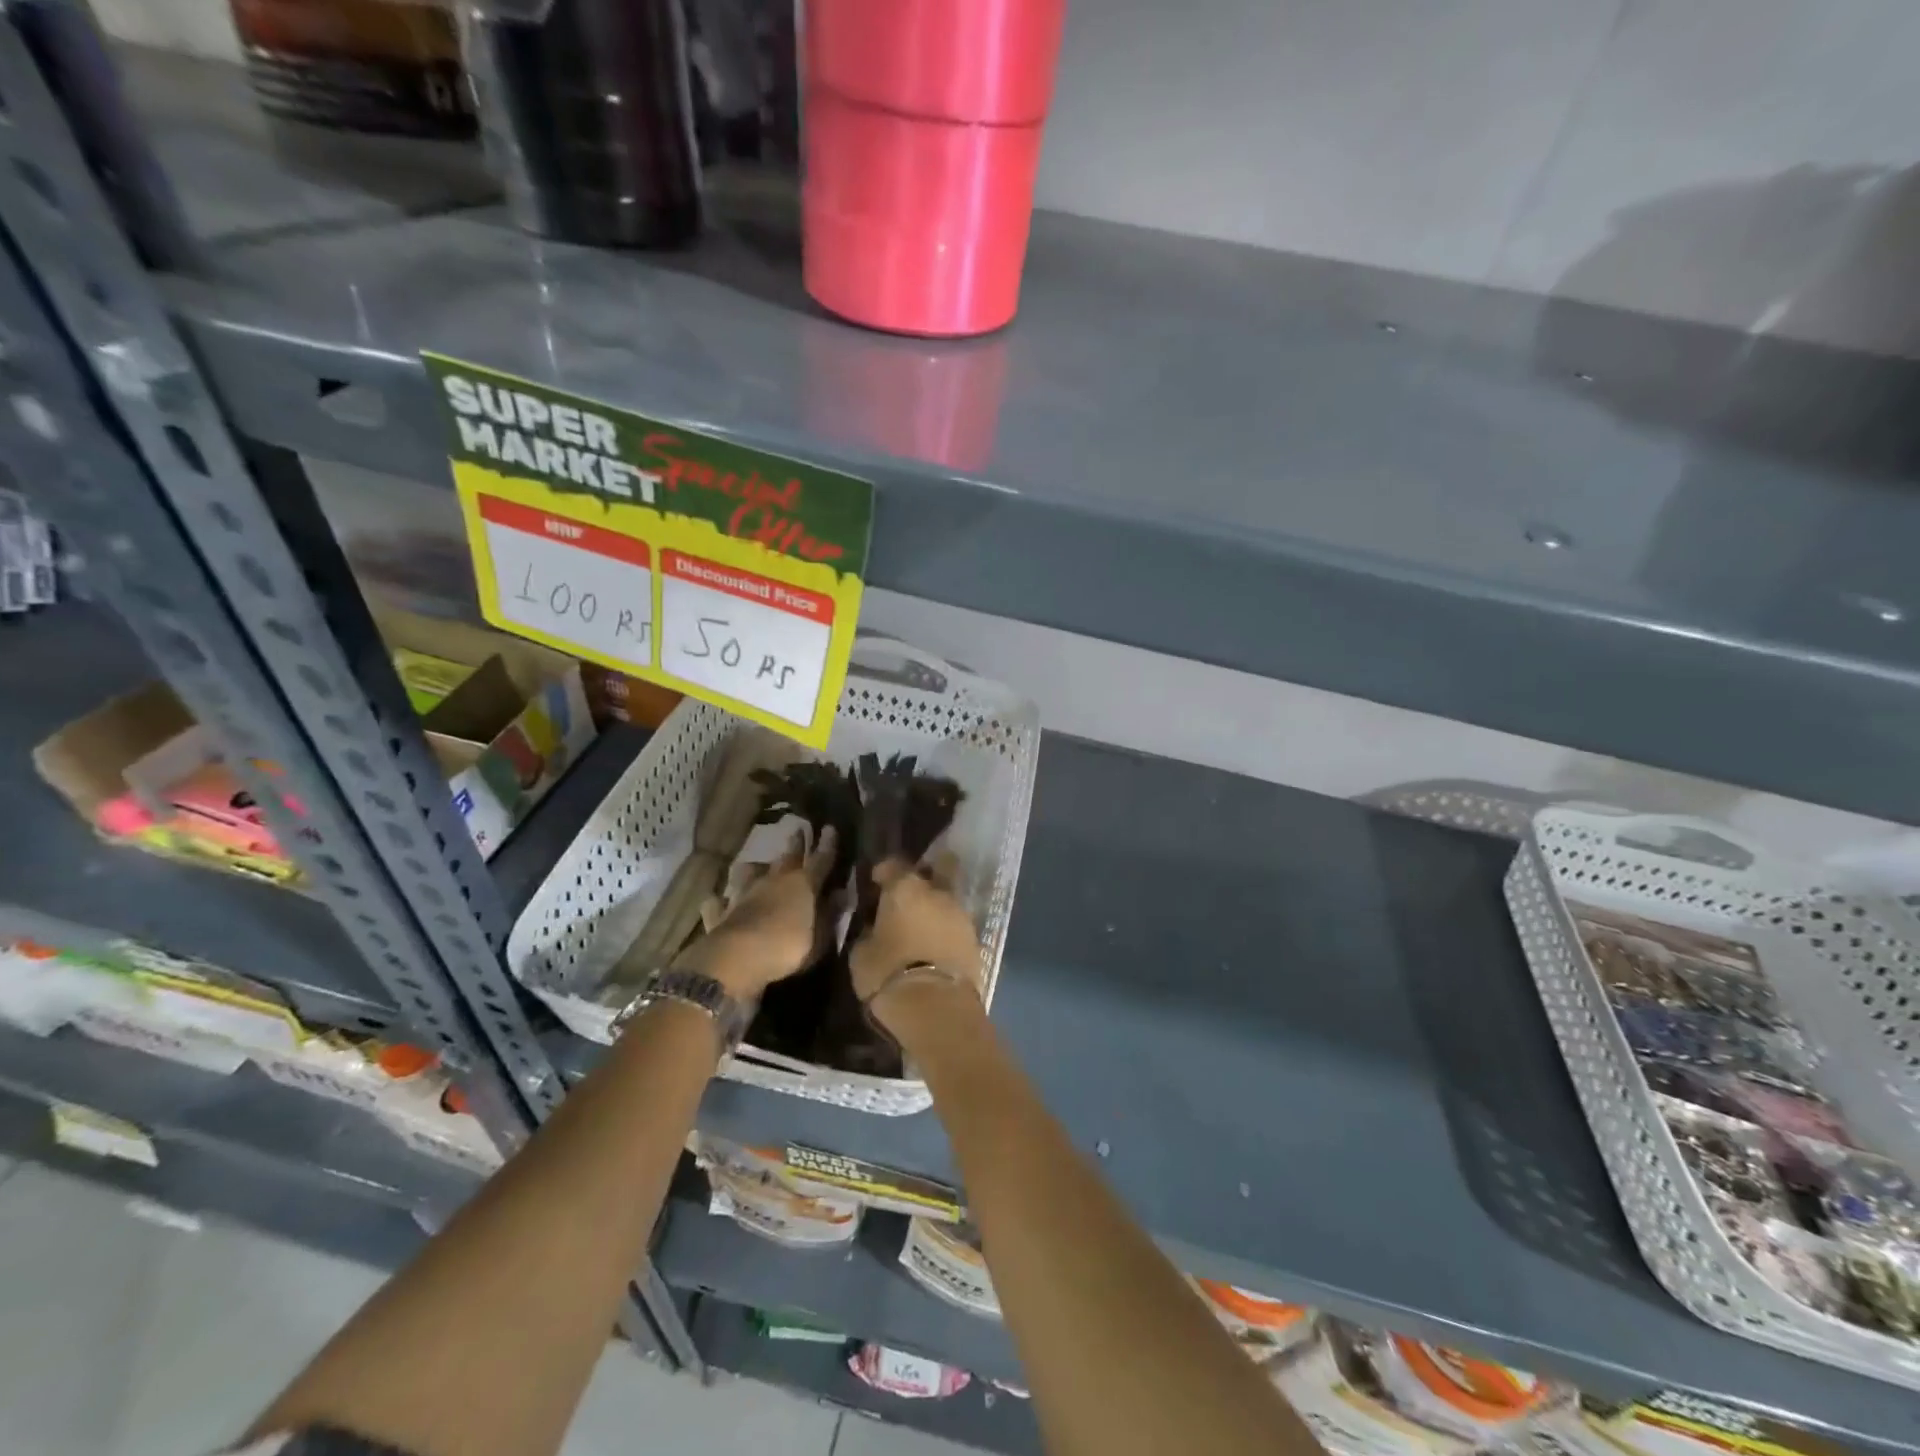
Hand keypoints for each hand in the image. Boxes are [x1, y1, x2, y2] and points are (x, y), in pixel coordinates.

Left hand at [678, 827, 835, 998]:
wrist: (738, 958)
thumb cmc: (789, 947)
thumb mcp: (822, 935)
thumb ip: (831, 913)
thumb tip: (841, 893)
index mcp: (803, 884)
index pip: (820, 859)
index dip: (827, 845)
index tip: (830, 827)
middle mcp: (774, 881)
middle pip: (787, 858)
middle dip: (795, 844)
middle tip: (797, 830)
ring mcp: (745, 894)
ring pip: (749, 873)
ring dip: (754, 868)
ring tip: (755, 865)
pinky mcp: (722, 913)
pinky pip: (719, 903)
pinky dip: (720, 901)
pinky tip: (716, 900)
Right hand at [848, 858, 983, 1011]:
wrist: (937, 1008)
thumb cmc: (889, 974)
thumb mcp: (861, 954)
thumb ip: (868, 932)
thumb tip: (873, 927)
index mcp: (906, 888)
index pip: (893, 864)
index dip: (882, 871)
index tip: (875, 883)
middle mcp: (938, 892)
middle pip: (937, 868)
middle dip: (925, 874)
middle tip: (909, 893)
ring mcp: (961, 914)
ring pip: (948, 897)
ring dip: (936, 905)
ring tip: (921, 924)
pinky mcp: (975, 938)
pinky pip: (956, 924)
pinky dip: (946, 928)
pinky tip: (934, 942)